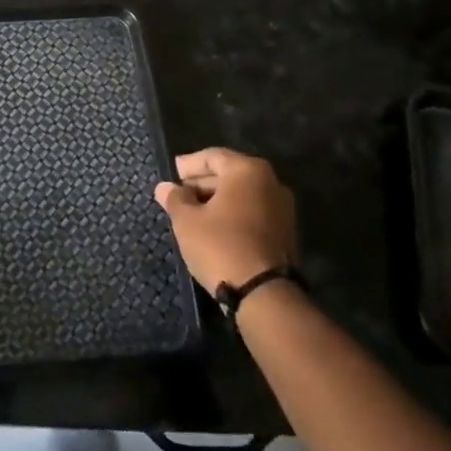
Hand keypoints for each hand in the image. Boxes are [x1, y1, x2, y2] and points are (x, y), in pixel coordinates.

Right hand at [155, 147, 299, 294]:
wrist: (264, 294)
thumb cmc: (220, 245)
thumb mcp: (187, 221)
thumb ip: (174, 198)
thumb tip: (164, 187)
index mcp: (247, 171)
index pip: (213, 156)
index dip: (189, 164)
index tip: (172, 173)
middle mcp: (271, 182)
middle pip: (230, 173)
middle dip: (203, 182)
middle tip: (179, 194)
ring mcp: (283, 208)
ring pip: (243, 194)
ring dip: (217, 200)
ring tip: (193, 213)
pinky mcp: (286, 232)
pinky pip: (253, 212)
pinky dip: (233, 214)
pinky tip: (214, 228)